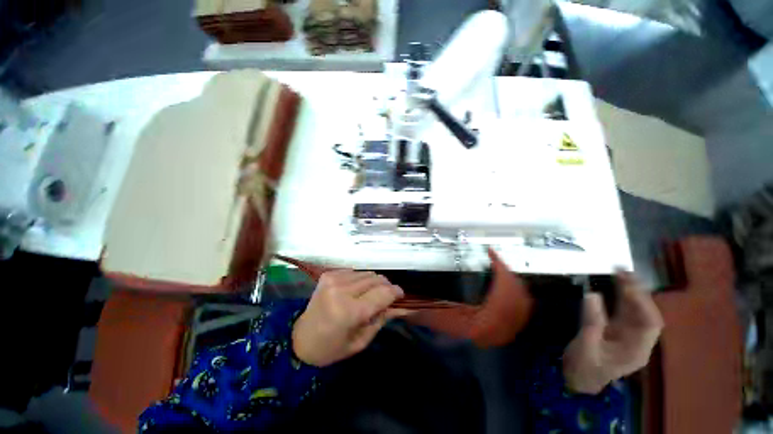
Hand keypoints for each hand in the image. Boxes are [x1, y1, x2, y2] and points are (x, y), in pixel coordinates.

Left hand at [292, 270, 407, 366]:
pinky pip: (354, 272)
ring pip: (367, 273)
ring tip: (370, 299)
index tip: (401, 299)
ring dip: (374, 284)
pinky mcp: (326, 276)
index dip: (397, 294)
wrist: (301, 341)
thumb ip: (381, 320)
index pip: (384, 293)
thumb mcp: (361, 341)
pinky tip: (357, 293)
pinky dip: (360, 280)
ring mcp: (332, 280)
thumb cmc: (332, 349)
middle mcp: (341, 290)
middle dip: (386, 288)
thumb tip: (402, 306)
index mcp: (350, 311)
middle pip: (377, 279)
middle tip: (387, 302)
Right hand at [562, 272, 662, 393]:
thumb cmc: (584, 372)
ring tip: (619, 271)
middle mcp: (641, 340)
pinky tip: (617, 280)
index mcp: (638, 352)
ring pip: (639, 305)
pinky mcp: (624, 325)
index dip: (643, 304)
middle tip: (623, 272)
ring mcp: (633, 332)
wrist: (578, 382)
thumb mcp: (585, 352)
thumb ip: (591, 325)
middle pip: (646, 310)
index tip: (629, 288)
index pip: (651, 324)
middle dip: (637, 291)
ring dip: (631, 288)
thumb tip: (591, 295)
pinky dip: (624, 292)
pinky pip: (629, 306)